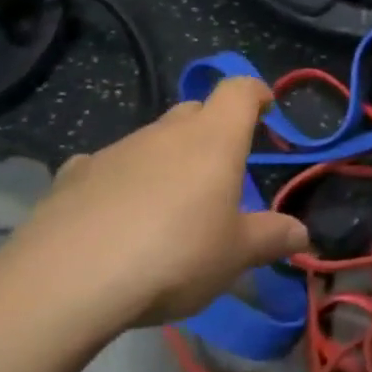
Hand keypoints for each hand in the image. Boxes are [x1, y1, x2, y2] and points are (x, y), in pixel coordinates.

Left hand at [0, 77, 308, 340]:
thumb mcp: (236, 255)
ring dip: (167, 158)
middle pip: (195, 110)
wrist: (68, 281)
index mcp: (213, 139)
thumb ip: (272, 238)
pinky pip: (107, 165)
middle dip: (213, 128)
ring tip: (169, 204)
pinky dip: (121, 179)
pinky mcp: (74, 176)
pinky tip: (115, 213)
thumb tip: (303, 233)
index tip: (266, 108)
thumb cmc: (175, 255)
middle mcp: (165, 133)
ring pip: (152, 139)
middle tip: (223, 167)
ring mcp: (115, 150)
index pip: (239, 90)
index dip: (256, 93)